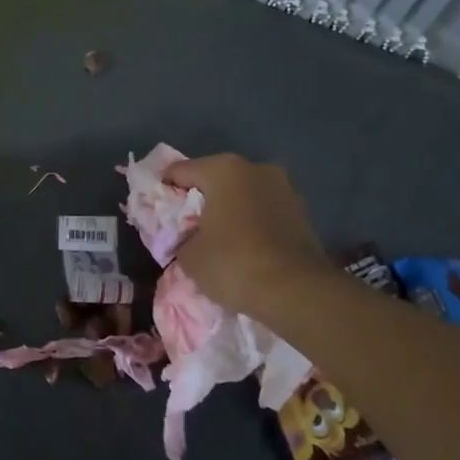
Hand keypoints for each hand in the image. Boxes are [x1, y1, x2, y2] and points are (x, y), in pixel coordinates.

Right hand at [164, 153, 331, 316]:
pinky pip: (264, 210)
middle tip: (187, 227)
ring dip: (228, 209)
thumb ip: (181, 238)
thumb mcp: (189, 255)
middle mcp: (255, 168)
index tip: (158, 214)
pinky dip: (251, 222)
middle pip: (214, 179)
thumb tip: (188, 238)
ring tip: (218, 239)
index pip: (179, 171)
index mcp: (222, 169)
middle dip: (199, 199)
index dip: (164, 191)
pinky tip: (244, 246)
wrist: (296, 291)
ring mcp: (283, 187)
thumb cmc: (233, 263)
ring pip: (242, 194)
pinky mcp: (302, 211)